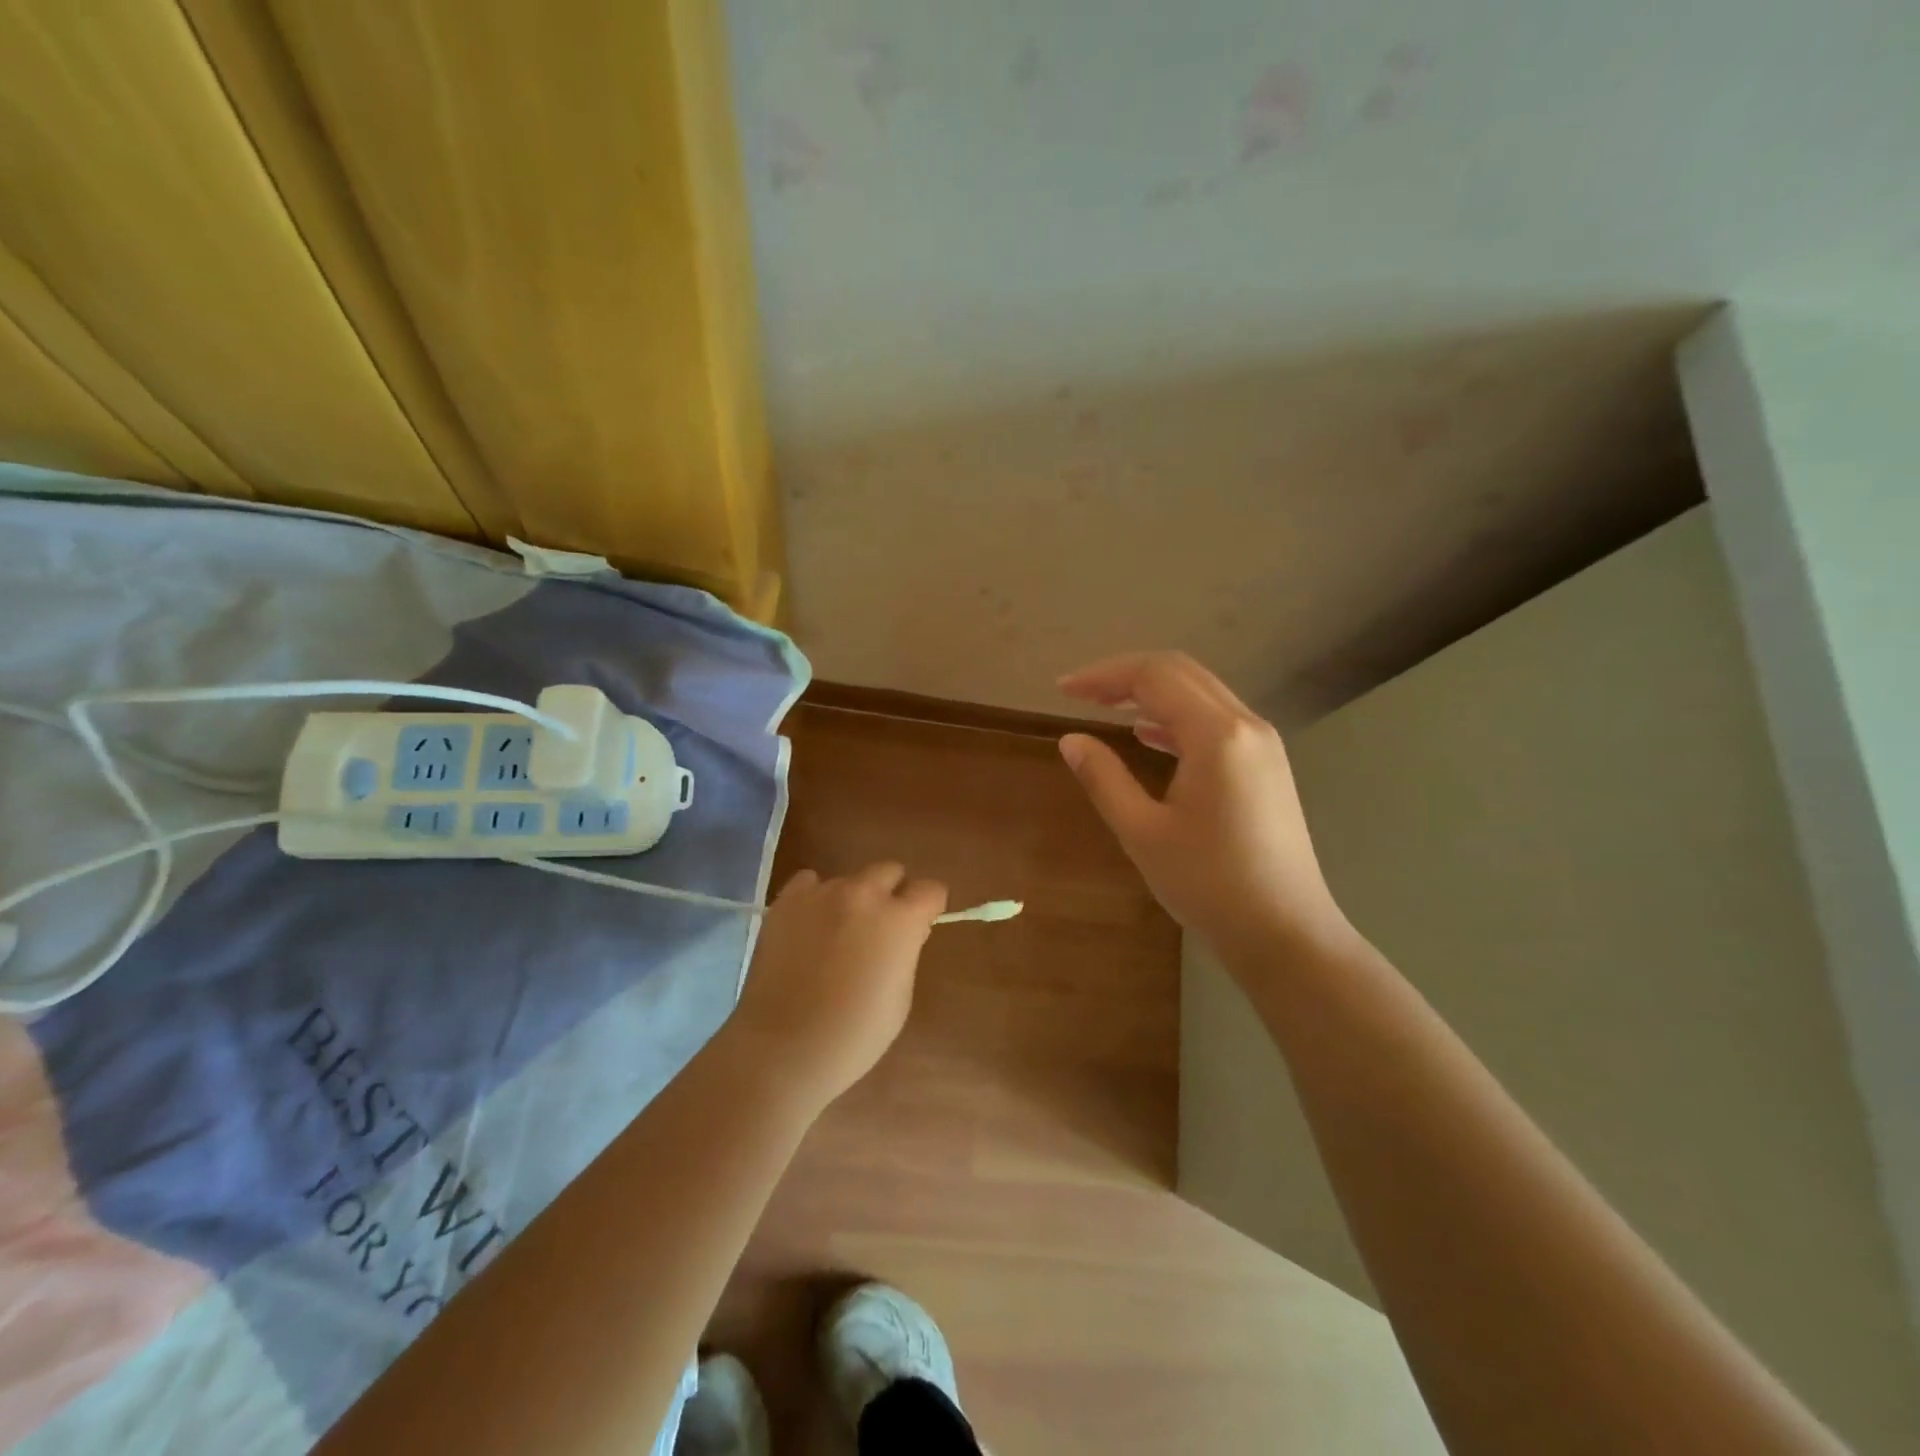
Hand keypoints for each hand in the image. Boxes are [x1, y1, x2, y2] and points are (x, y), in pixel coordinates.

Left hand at [724, 863, 947, 1107]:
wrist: (783, 1047)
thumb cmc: (854, 1035)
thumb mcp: (900, 997)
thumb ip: (905, 952)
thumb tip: (901, 935)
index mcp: (901, 920)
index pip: (931, 889)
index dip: (929, 906)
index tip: (921, 924)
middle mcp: (864, 894)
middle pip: (890, 870)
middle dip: (892, 893)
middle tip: (880, 927)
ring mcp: (822, 893)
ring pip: (848, 880)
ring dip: (852, 900)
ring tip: (836, 934)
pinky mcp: (787, 900)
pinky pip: (808, 883)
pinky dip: (814, 898)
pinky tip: (807, 926)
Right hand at [1057, 651, 1353, 959]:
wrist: (1286, 933)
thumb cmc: (1209, 884)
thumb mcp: (1143, 832)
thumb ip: (1104, 778)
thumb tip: (1071, 740)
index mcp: (1217, 735)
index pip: (1154, 676)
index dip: (1103, 675)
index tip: (1063, 689)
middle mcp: (1246, 725)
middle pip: (1180, 673)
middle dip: (1126, 676)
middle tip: (1080, 693)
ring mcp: (1263, 744)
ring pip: (1201, 693)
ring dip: (1152, 692)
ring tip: (1105, 706)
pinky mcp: (1267, 765)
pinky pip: (1216, 719)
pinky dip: (1177, 716)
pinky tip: (1148, 734)